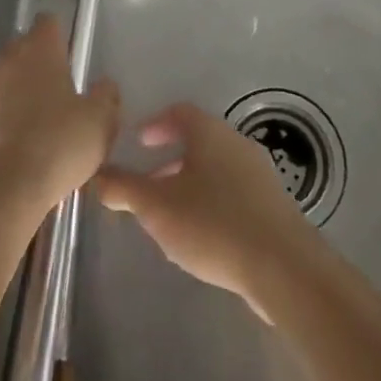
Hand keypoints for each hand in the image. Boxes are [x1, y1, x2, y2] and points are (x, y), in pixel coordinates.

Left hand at [0, 15, 119, 228]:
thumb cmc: (56, 146)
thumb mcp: (100, 123)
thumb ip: (106, 96)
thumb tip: (104, 85)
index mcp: (39, 49)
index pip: (49, 22)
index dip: (61, 37)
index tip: (72, 59)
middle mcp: (7, 58)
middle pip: (24, 47)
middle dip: (39, 63)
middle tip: (60, 92)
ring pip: (6, 77)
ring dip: (19, 91)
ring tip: (39, 122)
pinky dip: (3, 118)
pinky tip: (18, 145)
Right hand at [97, 102, 318, 320]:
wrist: (283, 266)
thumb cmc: (213, 224)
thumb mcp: (157, 207)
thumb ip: (124, 189)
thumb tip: (97, 175)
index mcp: (209, 132)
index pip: (180, 113)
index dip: (156, 124)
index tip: (139, 142)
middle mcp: (236, 143)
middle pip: (199, 142)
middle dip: (170, 161)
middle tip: (148, 185)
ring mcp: (259, 174)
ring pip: (216, 169)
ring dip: (191, 185)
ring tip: (171, 217)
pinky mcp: (273, 206)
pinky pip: (234, 193)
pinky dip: (213, 203)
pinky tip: (204, 238)